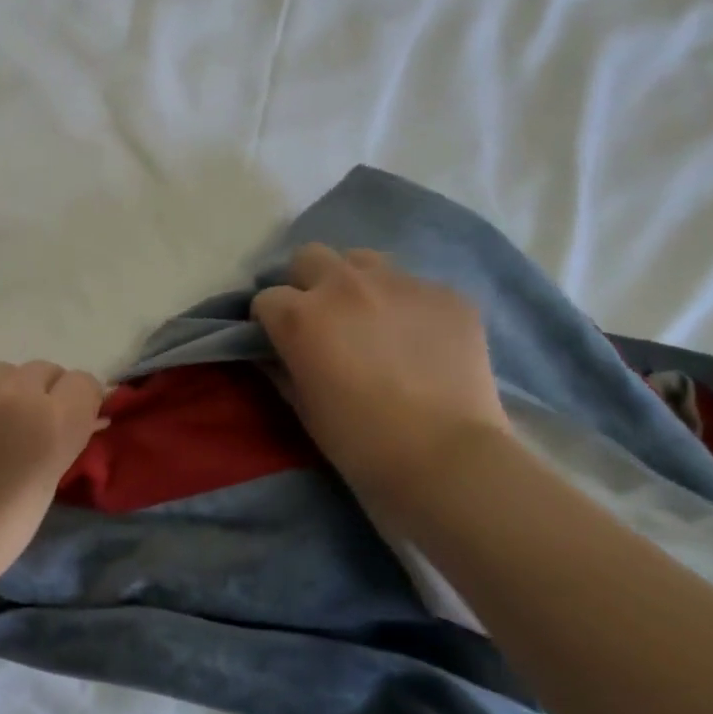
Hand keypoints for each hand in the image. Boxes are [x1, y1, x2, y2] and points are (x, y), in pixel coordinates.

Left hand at [0, 361, 104, 586]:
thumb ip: (66, 436)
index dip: (76, 402)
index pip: (82, 382)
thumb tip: (84, 411)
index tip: (65, 421)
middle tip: (19, 429)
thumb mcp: (50, 480)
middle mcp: (15, 392)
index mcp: (53, 422)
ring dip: (0, 393)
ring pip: (2, 372)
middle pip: (43, 371)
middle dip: (39, 395)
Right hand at [252, 244, 510, 512]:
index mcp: (300, 317)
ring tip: (368, 317)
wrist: (445, 456)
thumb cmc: (358, 441)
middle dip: (305, 283)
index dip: (267, 320)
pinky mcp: (447, 294)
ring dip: (354, 282)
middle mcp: (344, 286)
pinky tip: (417, 339)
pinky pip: (414, 285)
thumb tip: (273, 352)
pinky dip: (404, 305)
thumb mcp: (302, 406)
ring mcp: (400, 284)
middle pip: (309, 257)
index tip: (277, 341)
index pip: (265, 298)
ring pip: (362, 260)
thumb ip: (281, 368)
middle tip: (319, 319)